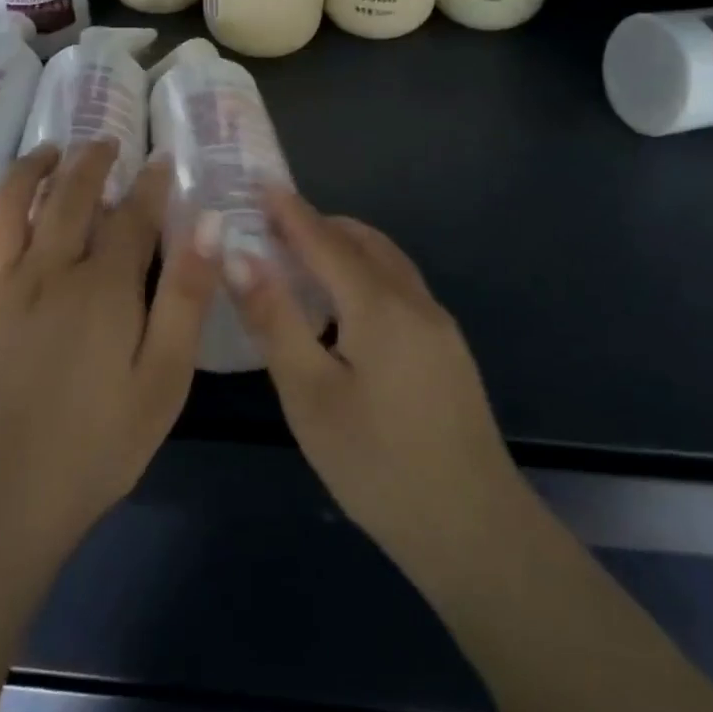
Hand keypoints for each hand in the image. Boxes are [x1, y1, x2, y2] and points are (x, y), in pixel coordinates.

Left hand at [0, 141, 219, 556]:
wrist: (6, 501)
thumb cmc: (100, 443)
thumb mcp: (165, 377)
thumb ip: (188, 298)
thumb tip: (209, 225)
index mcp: (102, 287)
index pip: (132, 216)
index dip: (151, 185)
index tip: (164, 160)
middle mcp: (47, 273)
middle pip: (68, 198)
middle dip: (91, 163)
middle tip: (107, 143)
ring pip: (5, 211)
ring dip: (26, 172)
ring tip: (47, 152)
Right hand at [229, 190, 521, 569]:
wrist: (473, 528)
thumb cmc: (377, 463)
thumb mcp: (310, 395)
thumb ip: (274, 320)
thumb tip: (239, 256)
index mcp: (380, 306)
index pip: (325, 241)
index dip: (290, 211)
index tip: (259, 183)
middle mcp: (416, 303)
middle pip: (364, 243)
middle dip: (319, 225)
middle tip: (274, 226)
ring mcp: (439, 327)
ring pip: (388, 265)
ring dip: (346, 249)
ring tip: (303, 260)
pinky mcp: (448, 352)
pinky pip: (400, 290)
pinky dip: (366, 276)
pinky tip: (345, 309)